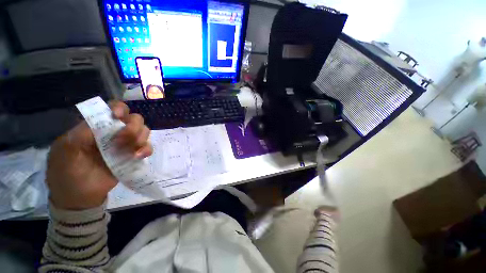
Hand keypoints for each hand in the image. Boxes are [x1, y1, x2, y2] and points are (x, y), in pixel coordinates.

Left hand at [46, 101, 151, 209]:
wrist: (79, 198)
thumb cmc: (66, 172)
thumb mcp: (66, 151)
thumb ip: (82, 134)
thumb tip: (105, 123)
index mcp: (96, 127)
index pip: (113, 108)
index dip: (120, 109)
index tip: (118, 118)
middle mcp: (114, 132)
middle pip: (134, 119)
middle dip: (133, 127)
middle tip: (123, 141)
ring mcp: (125, 145)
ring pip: (144, 131)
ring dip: (141, 138)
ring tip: (133, 151)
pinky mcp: (133, 156)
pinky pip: (147, 147)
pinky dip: (146, 149)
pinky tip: (138, 157)